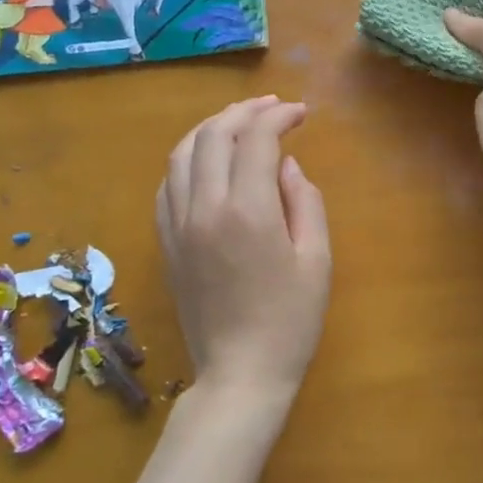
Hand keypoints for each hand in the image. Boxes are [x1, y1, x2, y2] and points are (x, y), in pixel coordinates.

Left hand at [156, 97, 330, 423]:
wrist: (240, 374)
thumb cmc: (290, 321)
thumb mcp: (316, 260)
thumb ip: (305, 202)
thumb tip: (286, 164)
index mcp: (248, 211)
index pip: (256, 139)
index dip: (279, 117)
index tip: (301, 114)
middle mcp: (204, 208)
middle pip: (213, 136)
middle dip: (244, 112)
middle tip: (272, 108)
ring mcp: (177, 225)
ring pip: (181, 154)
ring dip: (210, 129)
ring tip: (237, 124)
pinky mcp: (165, 243)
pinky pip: (167, 185)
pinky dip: (186, 160)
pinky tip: (206, 163)